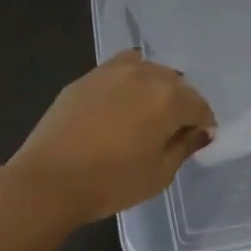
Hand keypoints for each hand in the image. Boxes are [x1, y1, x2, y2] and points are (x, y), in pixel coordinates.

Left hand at [5, 50, 216, 228]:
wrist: (48, 179)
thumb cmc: (110, 183)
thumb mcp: (159, 174)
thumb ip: (184, 146)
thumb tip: (199, 131)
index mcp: (169, 98)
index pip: (199, 106)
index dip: (202, 124)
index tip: (196, 140)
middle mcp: (146, 74)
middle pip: (177, 84)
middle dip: (181, 105)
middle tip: (171, 131)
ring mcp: (115, 70)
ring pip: (150, 72)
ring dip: (156, 89)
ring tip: (145, 115)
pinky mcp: (90, 75)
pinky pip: (122, 67)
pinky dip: (131, 78)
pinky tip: (123, 98)